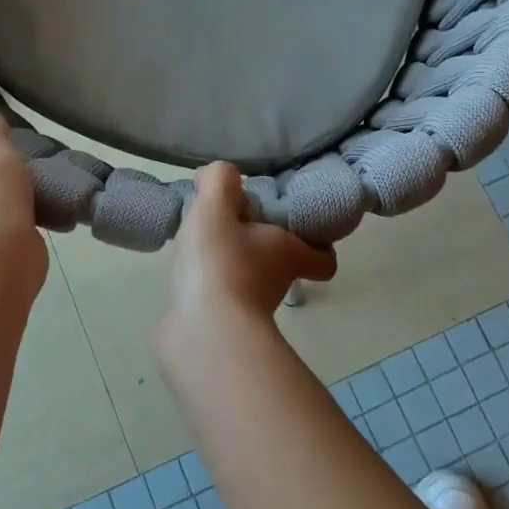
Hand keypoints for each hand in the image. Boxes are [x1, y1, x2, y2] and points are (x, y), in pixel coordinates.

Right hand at [167, 163, 336, 324]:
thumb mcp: (216, 208)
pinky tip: (186, 271)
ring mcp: (249, 310)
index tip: (294, 226)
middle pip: (279, 263)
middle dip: (258, 244)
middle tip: (231, 224)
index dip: (316, 243)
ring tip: (200, 243)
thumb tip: (220, 175)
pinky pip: (219, 298)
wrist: (203, 334)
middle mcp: (276, 283)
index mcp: (288, 253)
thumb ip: (220, 181)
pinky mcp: (221, 327)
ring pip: (248, 279)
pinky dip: (207, 286)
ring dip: (230, 263)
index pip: (322, 257)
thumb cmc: (220, 263)